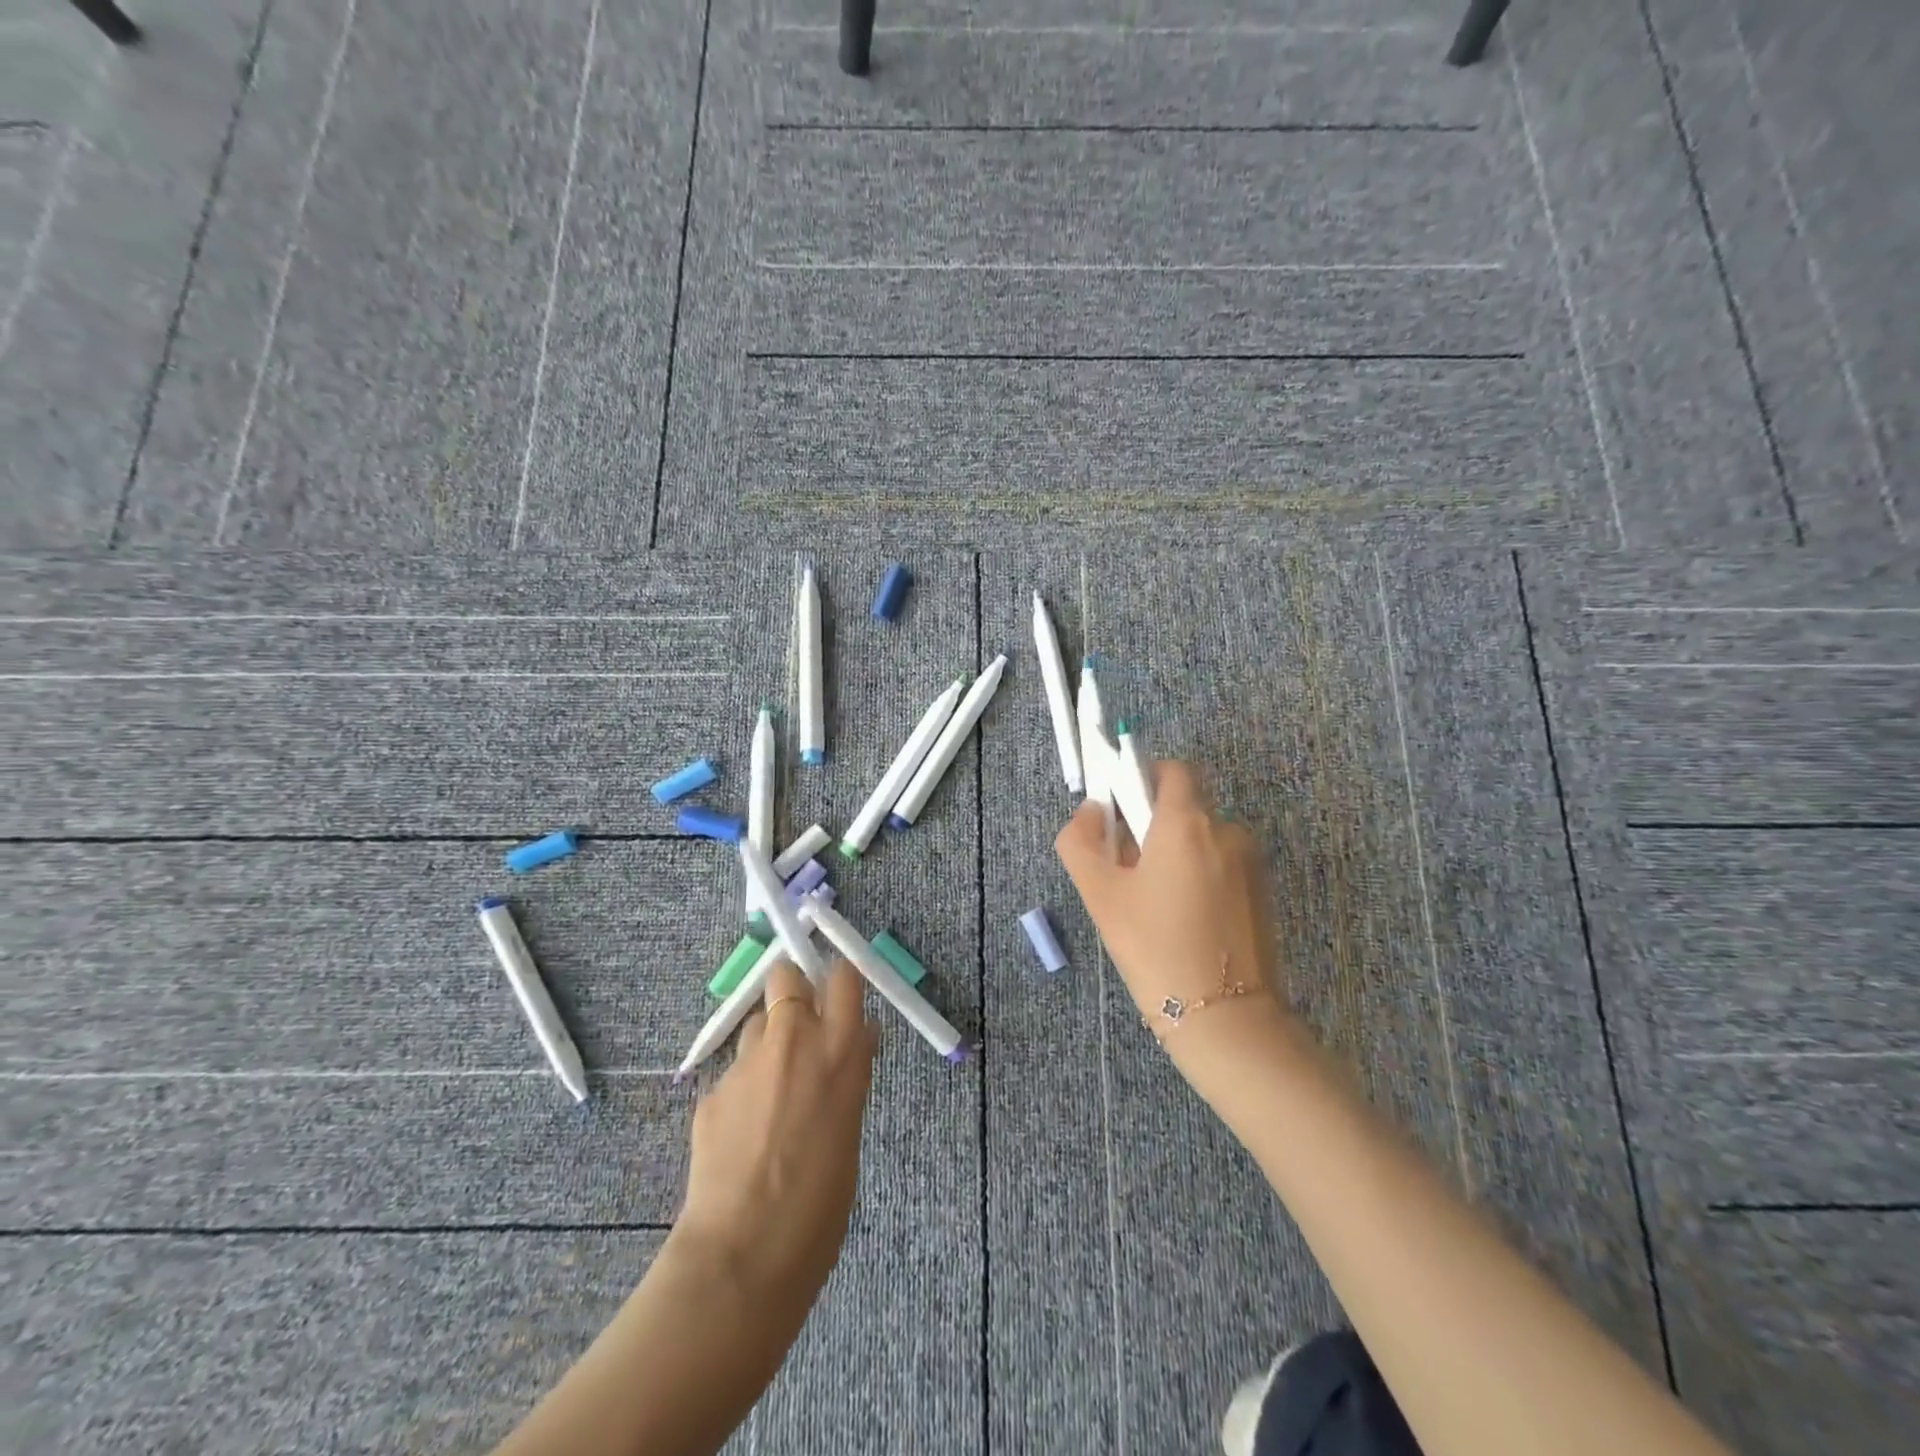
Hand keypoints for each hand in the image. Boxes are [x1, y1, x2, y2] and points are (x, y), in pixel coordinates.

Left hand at [676, 959, 879, 1306]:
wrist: (744, 1253)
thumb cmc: (821, 1202)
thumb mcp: (850, 1125)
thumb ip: (849, 1073)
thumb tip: (857, 1040)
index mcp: (838, 1051)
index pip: (843, 976)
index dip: (839, 979)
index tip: (840, 995)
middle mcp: (792, 1041)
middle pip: (786, 975)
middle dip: (792, 989)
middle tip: (800, 1027)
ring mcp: (746, 1063)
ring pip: (757, 1024)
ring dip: (767, 1043)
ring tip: (770, 1092)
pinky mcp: (712, 1090)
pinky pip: (734, 1073)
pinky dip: (743, 1090)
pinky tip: (743, 1135)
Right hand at [1055, 760, 1292, 1060]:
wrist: (1225, 1020)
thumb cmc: (1154, 948)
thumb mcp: (1100, 894)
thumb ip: (1080, 840)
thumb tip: (1090, 811)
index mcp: (1188, 823)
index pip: (1172, 769)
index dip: (1143, 777)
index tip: (1121, 810)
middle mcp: (1227, 831)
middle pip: (1185, 807)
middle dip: (1153, 826)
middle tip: (1127, 870)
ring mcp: (1252, 864)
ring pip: (1203, 840)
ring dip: (1176, 855)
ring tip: (1155, 905)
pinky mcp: (1264, 895)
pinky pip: (1223, 867)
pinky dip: (1200, 877)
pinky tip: (1184, 922)